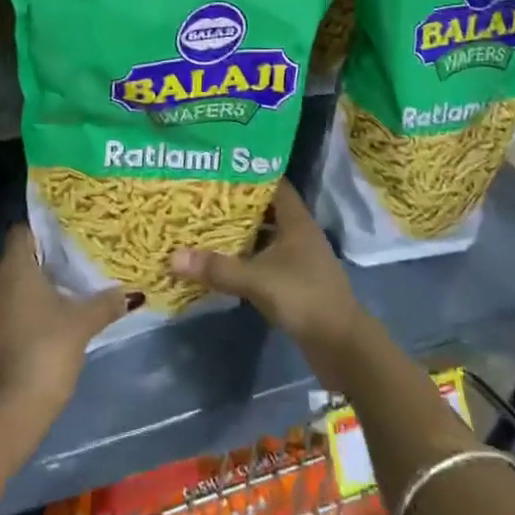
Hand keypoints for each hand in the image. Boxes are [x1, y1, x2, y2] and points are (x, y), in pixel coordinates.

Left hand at [0, 224, 130, 441]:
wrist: (4, 414)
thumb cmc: (44, 352)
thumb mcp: (82, 325)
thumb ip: (104, 304)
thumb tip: (129, 293)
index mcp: (12, 266)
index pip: (22, 232)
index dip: (42, 235)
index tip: (64, 245)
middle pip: (9, 260)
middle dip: (32, 266)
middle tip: (62, 275)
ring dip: (18, 294)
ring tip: (50, 305)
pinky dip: (8, 318)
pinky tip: (32, 333)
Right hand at [170, 181, 370, 391]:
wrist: (342, 346)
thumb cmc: (304, 298)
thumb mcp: (257, 280)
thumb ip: (218, 268)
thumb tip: (173, 257)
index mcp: (297, 220)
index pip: (274, 183)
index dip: (249, 174)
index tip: (219, 168)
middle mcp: (299, 233)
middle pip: (266, 209)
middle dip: (237, 204)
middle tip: (203, 197)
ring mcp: (299, 258)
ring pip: (265, 236)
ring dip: (241, 233)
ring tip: (205, 225)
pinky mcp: (295, 282)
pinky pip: (266, 260)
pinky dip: (247, 258)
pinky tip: (223, 262)